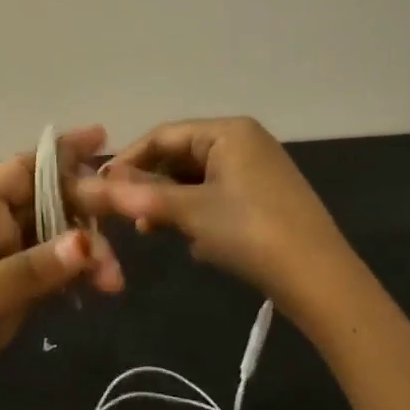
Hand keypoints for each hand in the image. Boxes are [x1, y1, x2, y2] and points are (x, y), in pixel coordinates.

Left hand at [0, 126, 122, 409]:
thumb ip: (25, 272)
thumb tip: (89, 243)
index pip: (20, 172)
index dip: (62, 155)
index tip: (106, 141)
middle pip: (46, 206)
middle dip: (86, 213)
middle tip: (125, 234)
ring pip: (53, 245)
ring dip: (87, 253)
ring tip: (113, 282)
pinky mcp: (6, 307)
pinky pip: (49, 281)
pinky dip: (75, 280)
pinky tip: (101, 289)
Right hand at [70, 117, 348, 307]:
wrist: (317, 278)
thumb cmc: (250, 231)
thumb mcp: (191, 211)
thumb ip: (140, 195)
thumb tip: (92, 188)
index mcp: (228, 131)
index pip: (163, 135)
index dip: (128, 160)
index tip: (99, 188)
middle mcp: (243, 142)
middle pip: (179, 155)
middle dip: (149, 183)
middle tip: (123, 213)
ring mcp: (255, 171)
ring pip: (195, 179)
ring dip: (169, 202)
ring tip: (148, 228)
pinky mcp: (262, 199)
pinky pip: (214, 196)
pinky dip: (193, 213)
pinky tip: (186, 238)